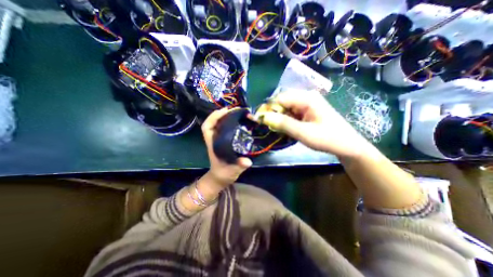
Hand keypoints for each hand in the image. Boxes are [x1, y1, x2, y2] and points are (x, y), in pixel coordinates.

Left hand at [203, 108, 251, 191]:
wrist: (221, 177)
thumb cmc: (223, 173)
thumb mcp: (232, 171)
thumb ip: (239, 166)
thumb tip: (247, 161)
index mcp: (213, 144)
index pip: (207, 127)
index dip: (214, 117)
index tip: (225, 111)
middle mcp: (215, 139)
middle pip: (214, 122)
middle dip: (223, 113)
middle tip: (237, 110)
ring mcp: (220, 139)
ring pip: (220, 124)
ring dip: (228, 116)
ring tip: (239, 113)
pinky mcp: (225, 141)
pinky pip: (226, 128)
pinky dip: (232, 122)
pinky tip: (240, 122)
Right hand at [257, 89, 367, 157]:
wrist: (347, 145)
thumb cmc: (327, 139)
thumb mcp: (303, 133)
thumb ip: (283, 124)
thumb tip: (263, 117)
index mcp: (306, 98)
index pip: (280, 98)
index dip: (268, 109)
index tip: (260, 121)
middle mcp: (305, 97)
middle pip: (282, 102)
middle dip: (273, 114)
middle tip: (270, 127)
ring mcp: (306, 104)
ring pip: (285, 108)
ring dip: (279, 118)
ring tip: (278, 129)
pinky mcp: (306, 111)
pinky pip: (290, 112)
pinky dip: (285, 120)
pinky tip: (286, 128)